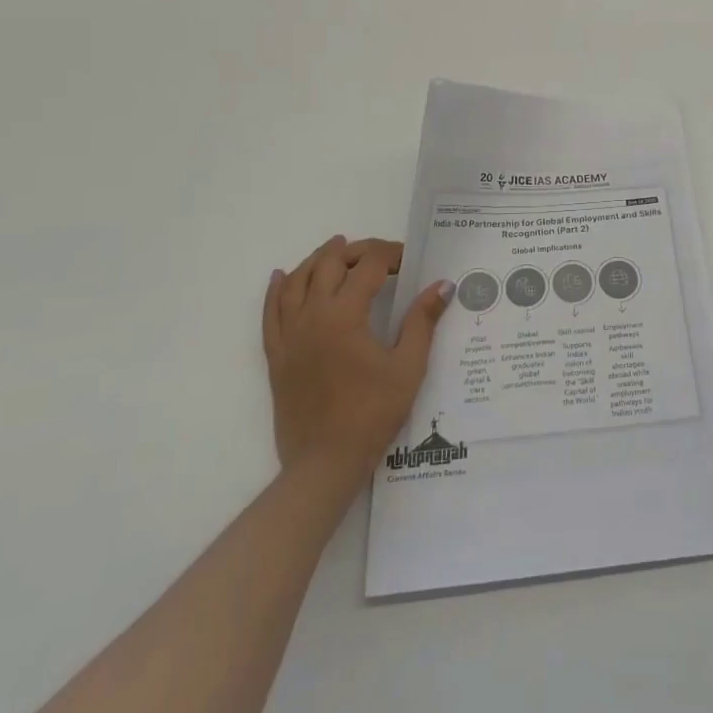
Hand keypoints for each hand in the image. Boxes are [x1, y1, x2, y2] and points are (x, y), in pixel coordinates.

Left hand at [262, 236, 453, 491]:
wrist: (324, 463)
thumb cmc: (372, 414)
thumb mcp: (408, 367)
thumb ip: (422, 321)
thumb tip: (442, 285)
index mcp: (345, 315)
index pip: (368, 266)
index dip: (390, 255)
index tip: (409, 261)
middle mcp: (312, 316)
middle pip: (329, 264)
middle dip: (356, 250)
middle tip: (380, 254)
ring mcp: (289, 336)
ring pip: (297, 281)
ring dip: (318, 260)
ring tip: (336, 249)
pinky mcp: (276, 355)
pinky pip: (270, 312)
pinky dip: (277, 289)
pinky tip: (282, 276)